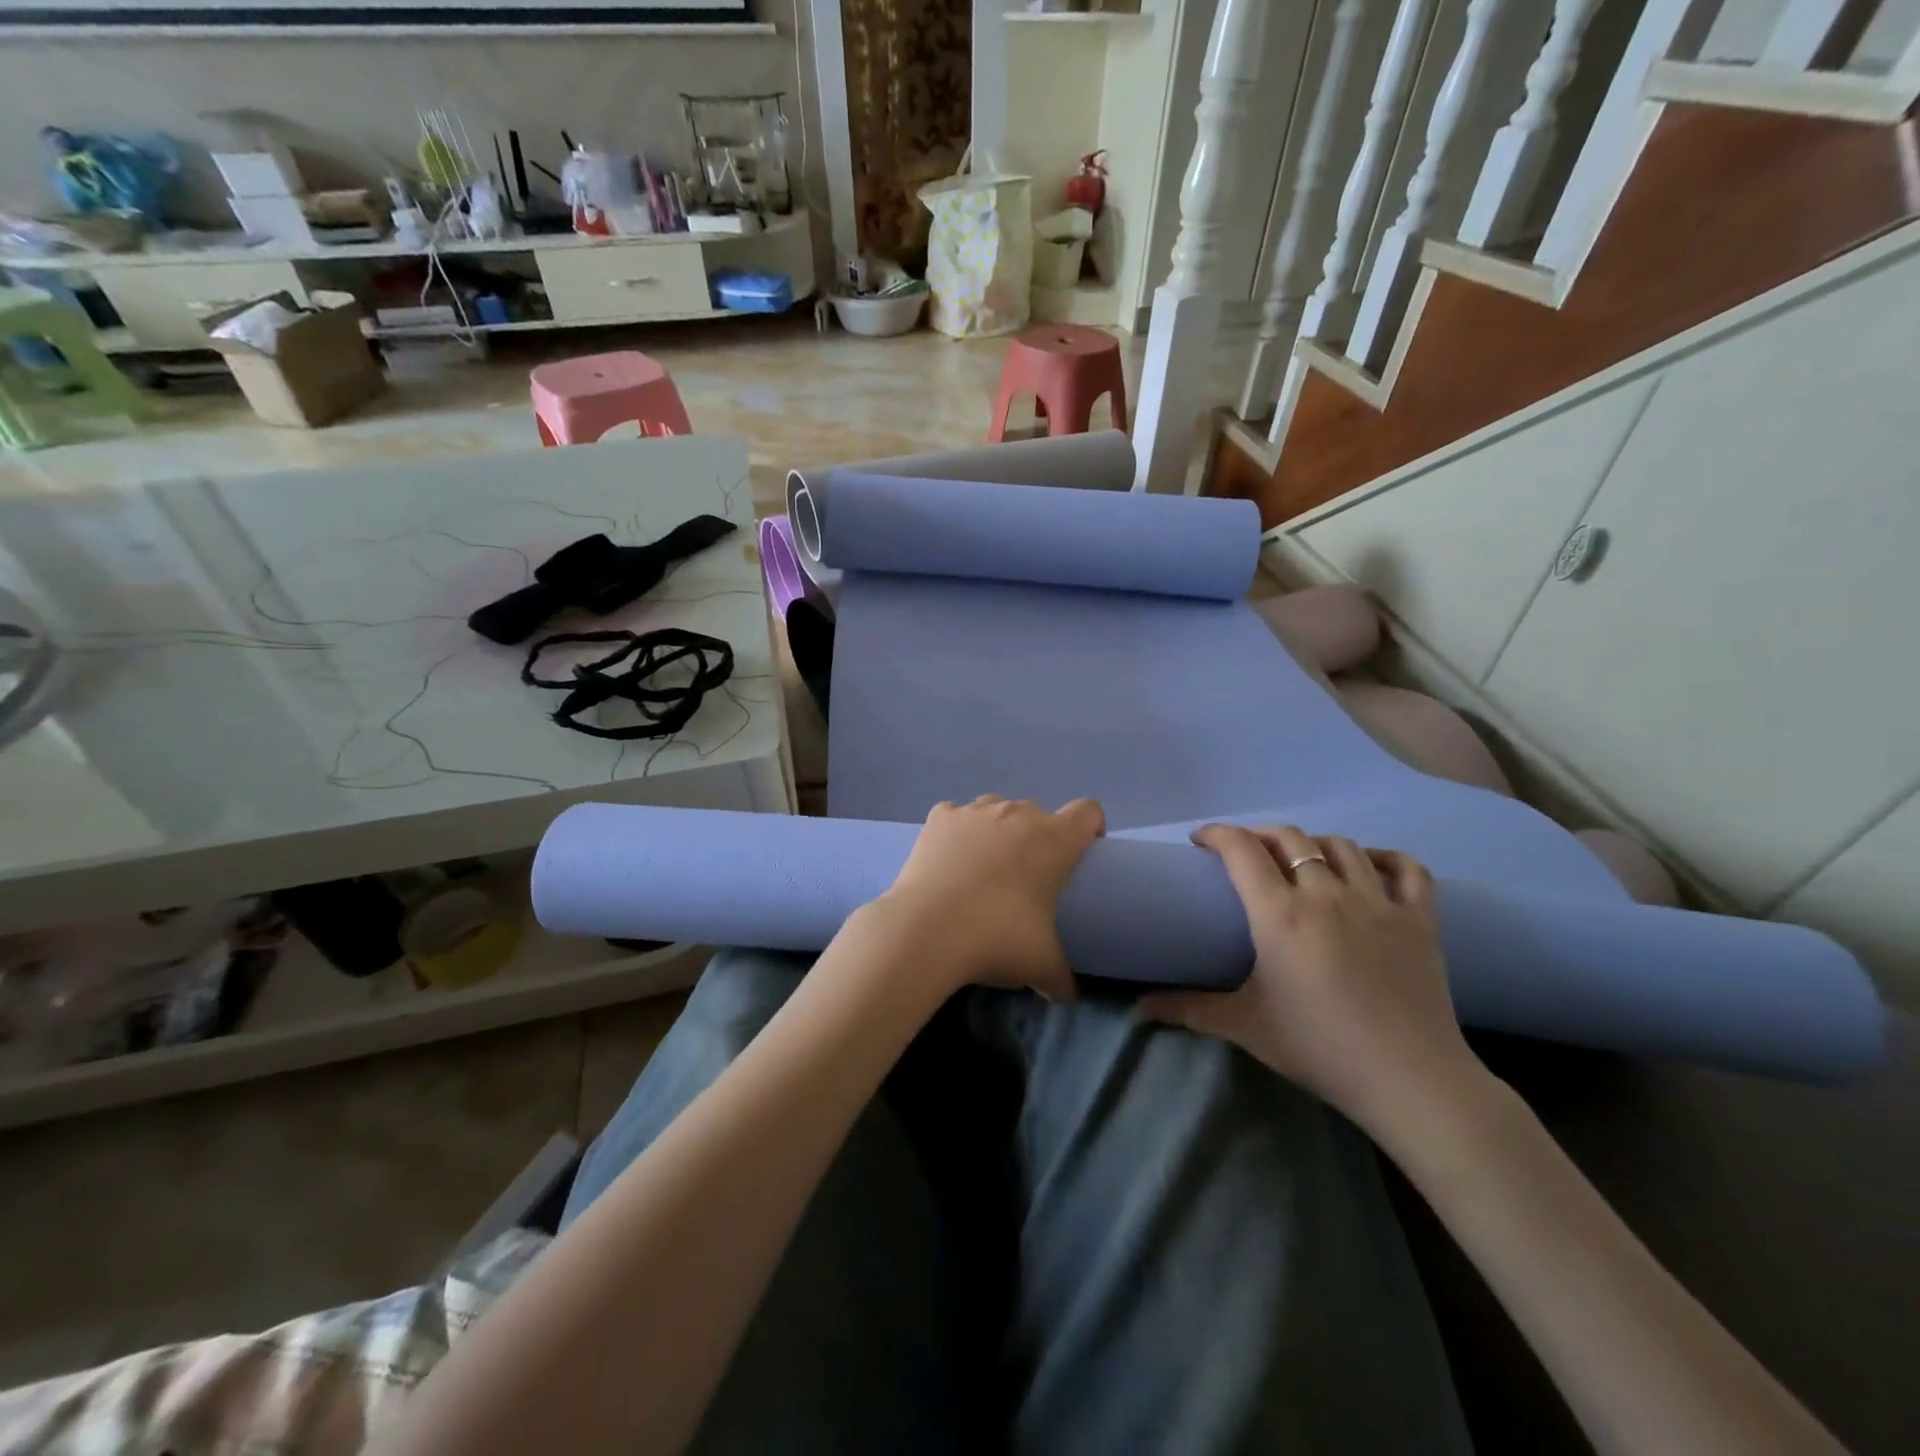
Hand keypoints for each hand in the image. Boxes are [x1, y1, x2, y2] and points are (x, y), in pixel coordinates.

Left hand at [874, 795, 1104, 1000]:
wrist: (927, 930)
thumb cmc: (997, 939)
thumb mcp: (1041, 966)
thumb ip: (1061, 978)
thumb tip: (1067, 995)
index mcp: (1054, 840)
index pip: (1088, 812)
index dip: (1090, 829)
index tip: (1080, 857)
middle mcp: (1017, 814)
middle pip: (1038, 814)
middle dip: (1036, 839)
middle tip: (1025, 879)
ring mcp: (975, 811)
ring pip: (996, 810)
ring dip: (997, 832)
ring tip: (983, 870)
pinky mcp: (939, 818)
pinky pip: (955, 816)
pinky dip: (956, 832)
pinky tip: (948, 861)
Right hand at [1139, 824, 1481, 1131]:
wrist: (1410, 1081)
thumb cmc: (1319, 1048)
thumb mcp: (1245, 1026)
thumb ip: (1188, 1009)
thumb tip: (1138, 1008)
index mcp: (1280, 915)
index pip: (1242, 849)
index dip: (1217, 834)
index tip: (1201, 840)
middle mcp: (1326, 895)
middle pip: (1290, 838)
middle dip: (1260, 835)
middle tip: (1246, 854)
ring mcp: (1378, 902)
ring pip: (1342, 846)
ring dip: (1314, 844)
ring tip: (1301, 859)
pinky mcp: (1419, 919)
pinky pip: (1407, 869)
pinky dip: (1386, 858)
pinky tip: (1370, 865)